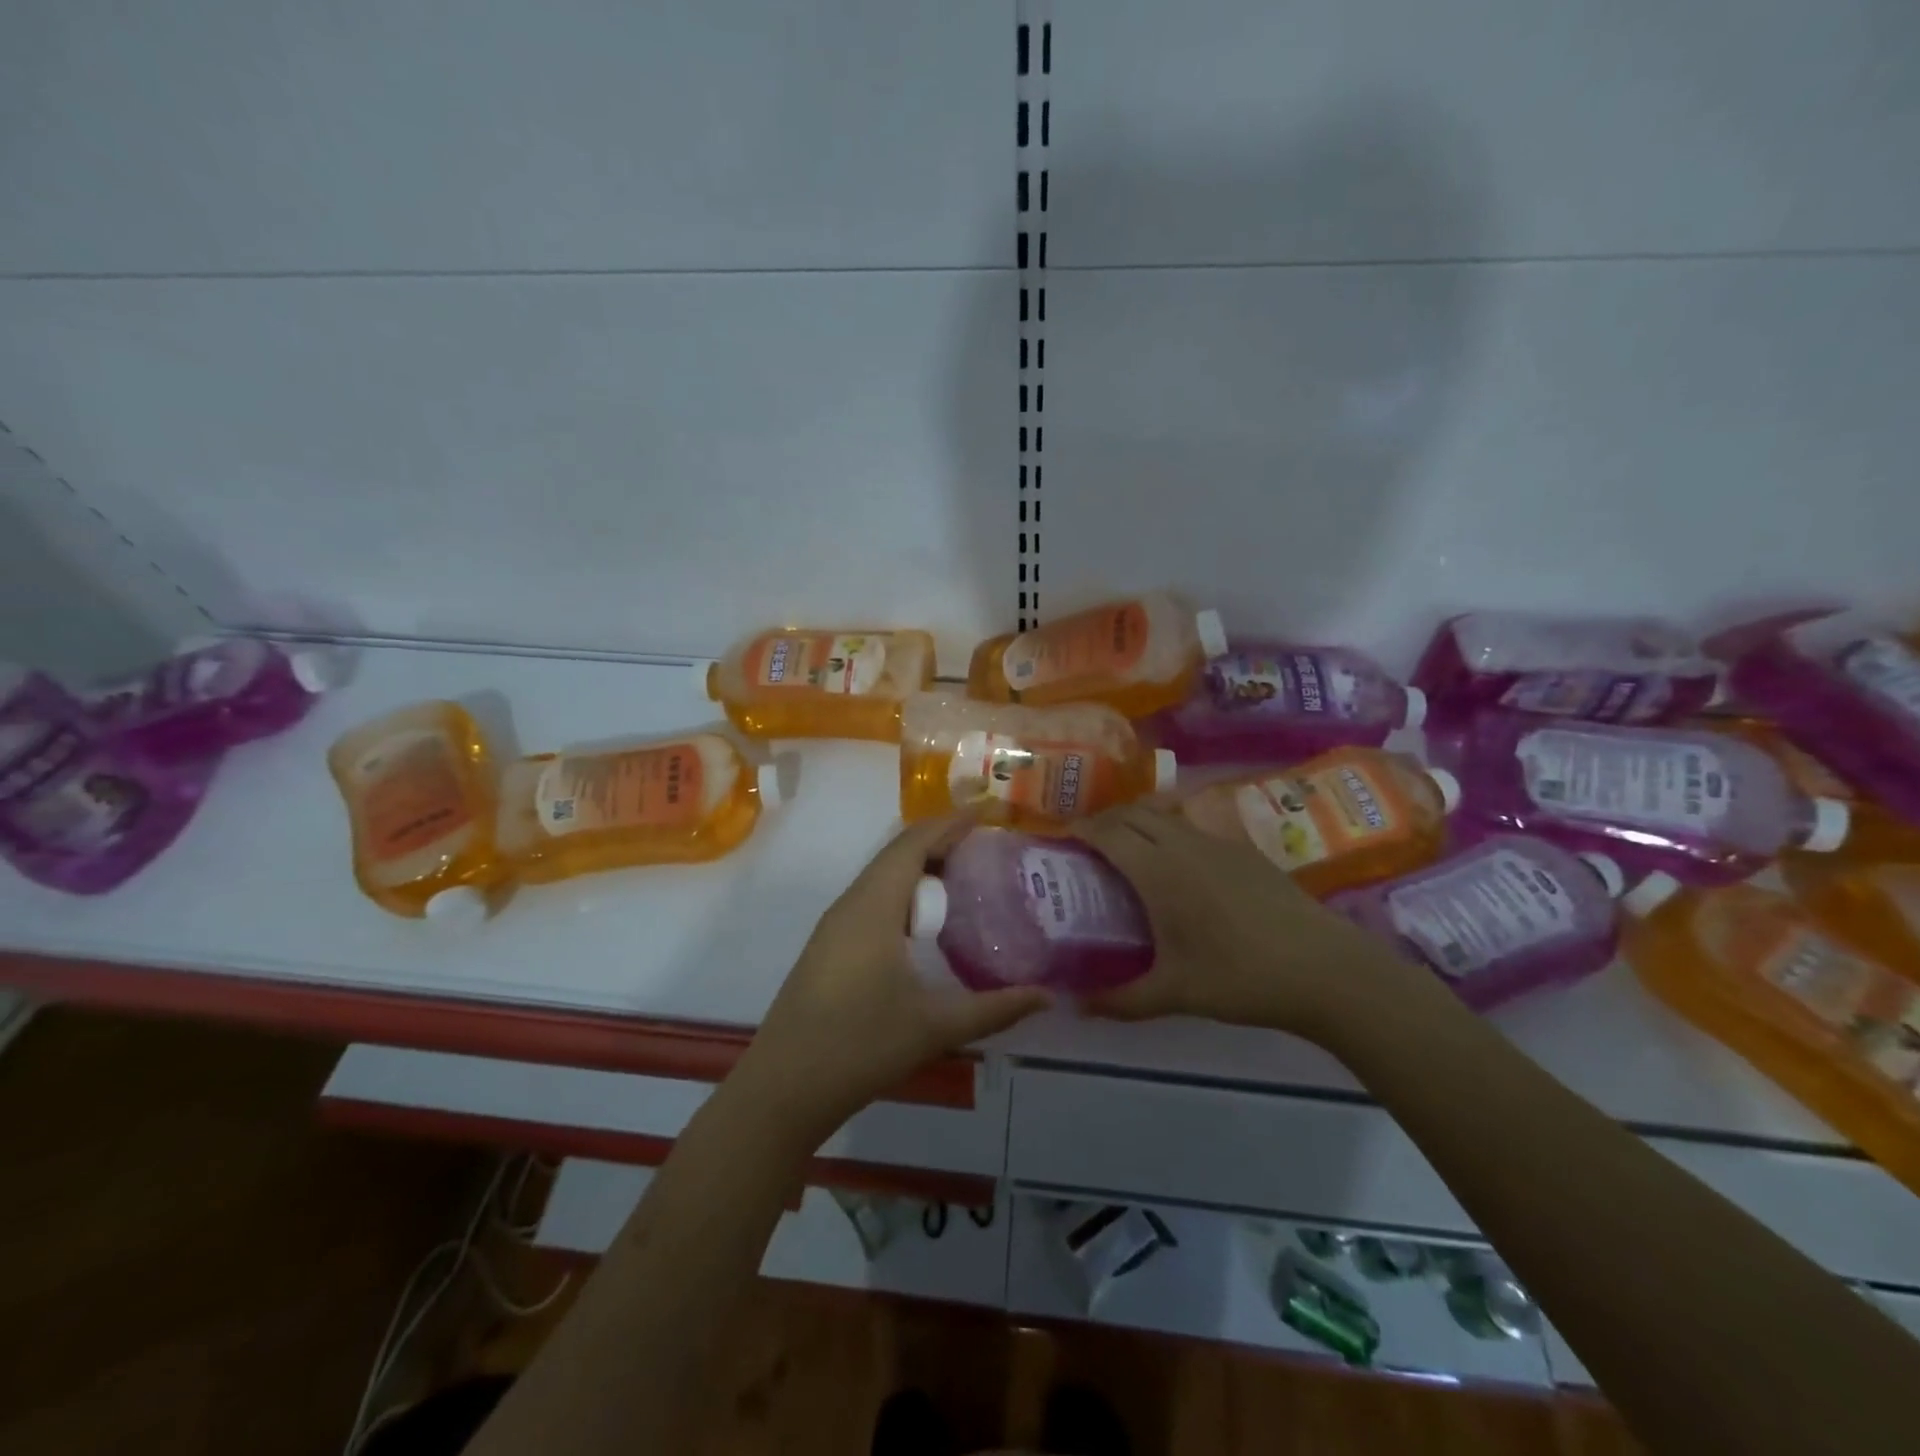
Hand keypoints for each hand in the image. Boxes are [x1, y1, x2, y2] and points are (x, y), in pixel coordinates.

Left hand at [740, 815, 1050, 1139]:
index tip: (987, 813)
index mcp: (874, 906)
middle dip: (940, 841)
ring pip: (882, 878)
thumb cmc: (860, 1045)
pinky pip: (872, 900)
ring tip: (964, 877)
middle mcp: (851, 904)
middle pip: (896, 854)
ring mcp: (835, 926)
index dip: (950, 823)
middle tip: (986, 846)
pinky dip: (904, 894)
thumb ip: (995, 1009)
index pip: (913, 843)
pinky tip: (926, 924)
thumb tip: (1047, 996)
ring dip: (920, 868)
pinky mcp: (829, 948)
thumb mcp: (935, 1026)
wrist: (783, 1088)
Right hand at [1071, 804, 1420, 1038]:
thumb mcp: (1175, 994)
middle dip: (1104, 820)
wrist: (1326, 970)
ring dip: (1139, 821)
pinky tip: (1178, 864)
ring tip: (1128, 849)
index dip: (1080, 829)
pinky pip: (1194, 825)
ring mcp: (1219, 842)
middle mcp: (1185, 844)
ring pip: (1166, 814)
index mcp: (1159, 871)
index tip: (1060, 838)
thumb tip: (1076, 1007)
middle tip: (1087, 845)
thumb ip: (1121, 1000)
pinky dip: (1170, 830)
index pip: (1108, 832)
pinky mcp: (1245, 850)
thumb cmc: (1241, 978)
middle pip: (1134, 813)